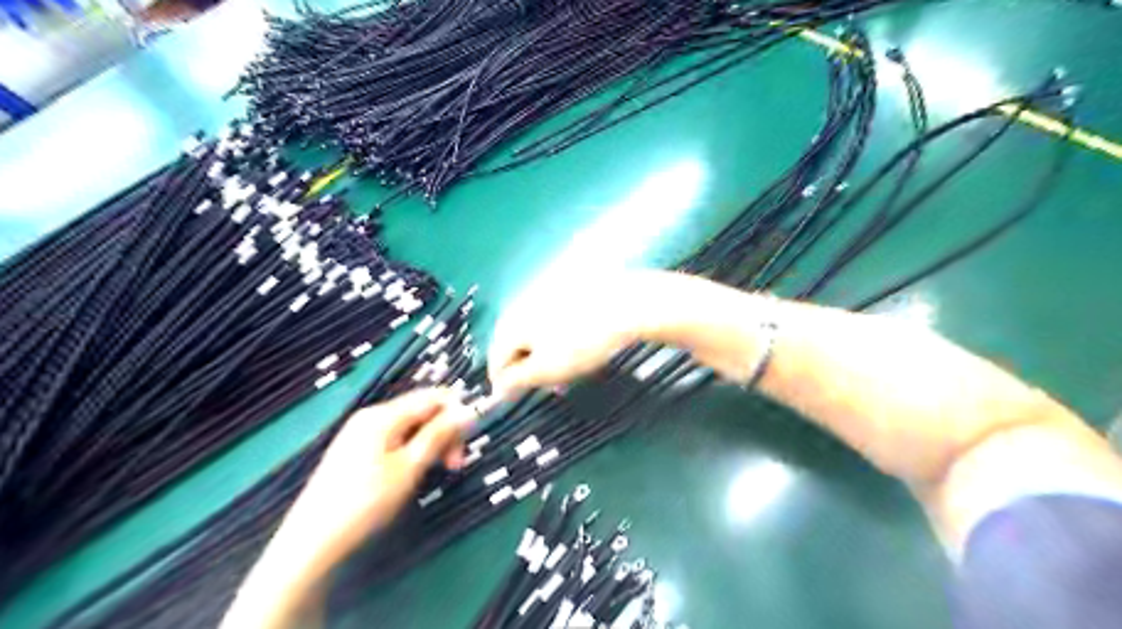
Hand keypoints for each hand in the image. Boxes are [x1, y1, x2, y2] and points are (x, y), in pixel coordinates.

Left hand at [283, 390, 473, 567]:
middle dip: (445, 432)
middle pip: (422, 410)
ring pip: (411, 427)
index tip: (468, 443)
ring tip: (438, 472)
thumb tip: (468, 410)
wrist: (310, 543)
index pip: (433, 397)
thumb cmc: (364, 503)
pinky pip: (395, 440)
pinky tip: (413, 474)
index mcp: (383, 415)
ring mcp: (361, 434)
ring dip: (431, 444)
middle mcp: (372, 416)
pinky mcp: (356, 452)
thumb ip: (439, 435)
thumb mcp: (409, 468)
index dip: (457, 413)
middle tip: (455, 466)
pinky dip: (413, 452)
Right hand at [488, 269, 669, 396]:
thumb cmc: (583, 342)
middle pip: (512, 342)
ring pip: (533, 329)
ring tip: (561, 368)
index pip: (496, 359)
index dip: (504, 383)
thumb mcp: (547, 370)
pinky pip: (551, 317)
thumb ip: (518, 380)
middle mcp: (521, 305)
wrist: (626, 304)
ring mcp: (545, 293)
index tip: (515, 398)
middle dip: (524, 366)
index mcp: (511, 324)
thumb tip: (499, 387)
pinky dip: (556, 335)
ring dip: (540, 351)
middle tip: (542, 384)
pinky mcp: (566, 288)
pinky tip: (574, 344)